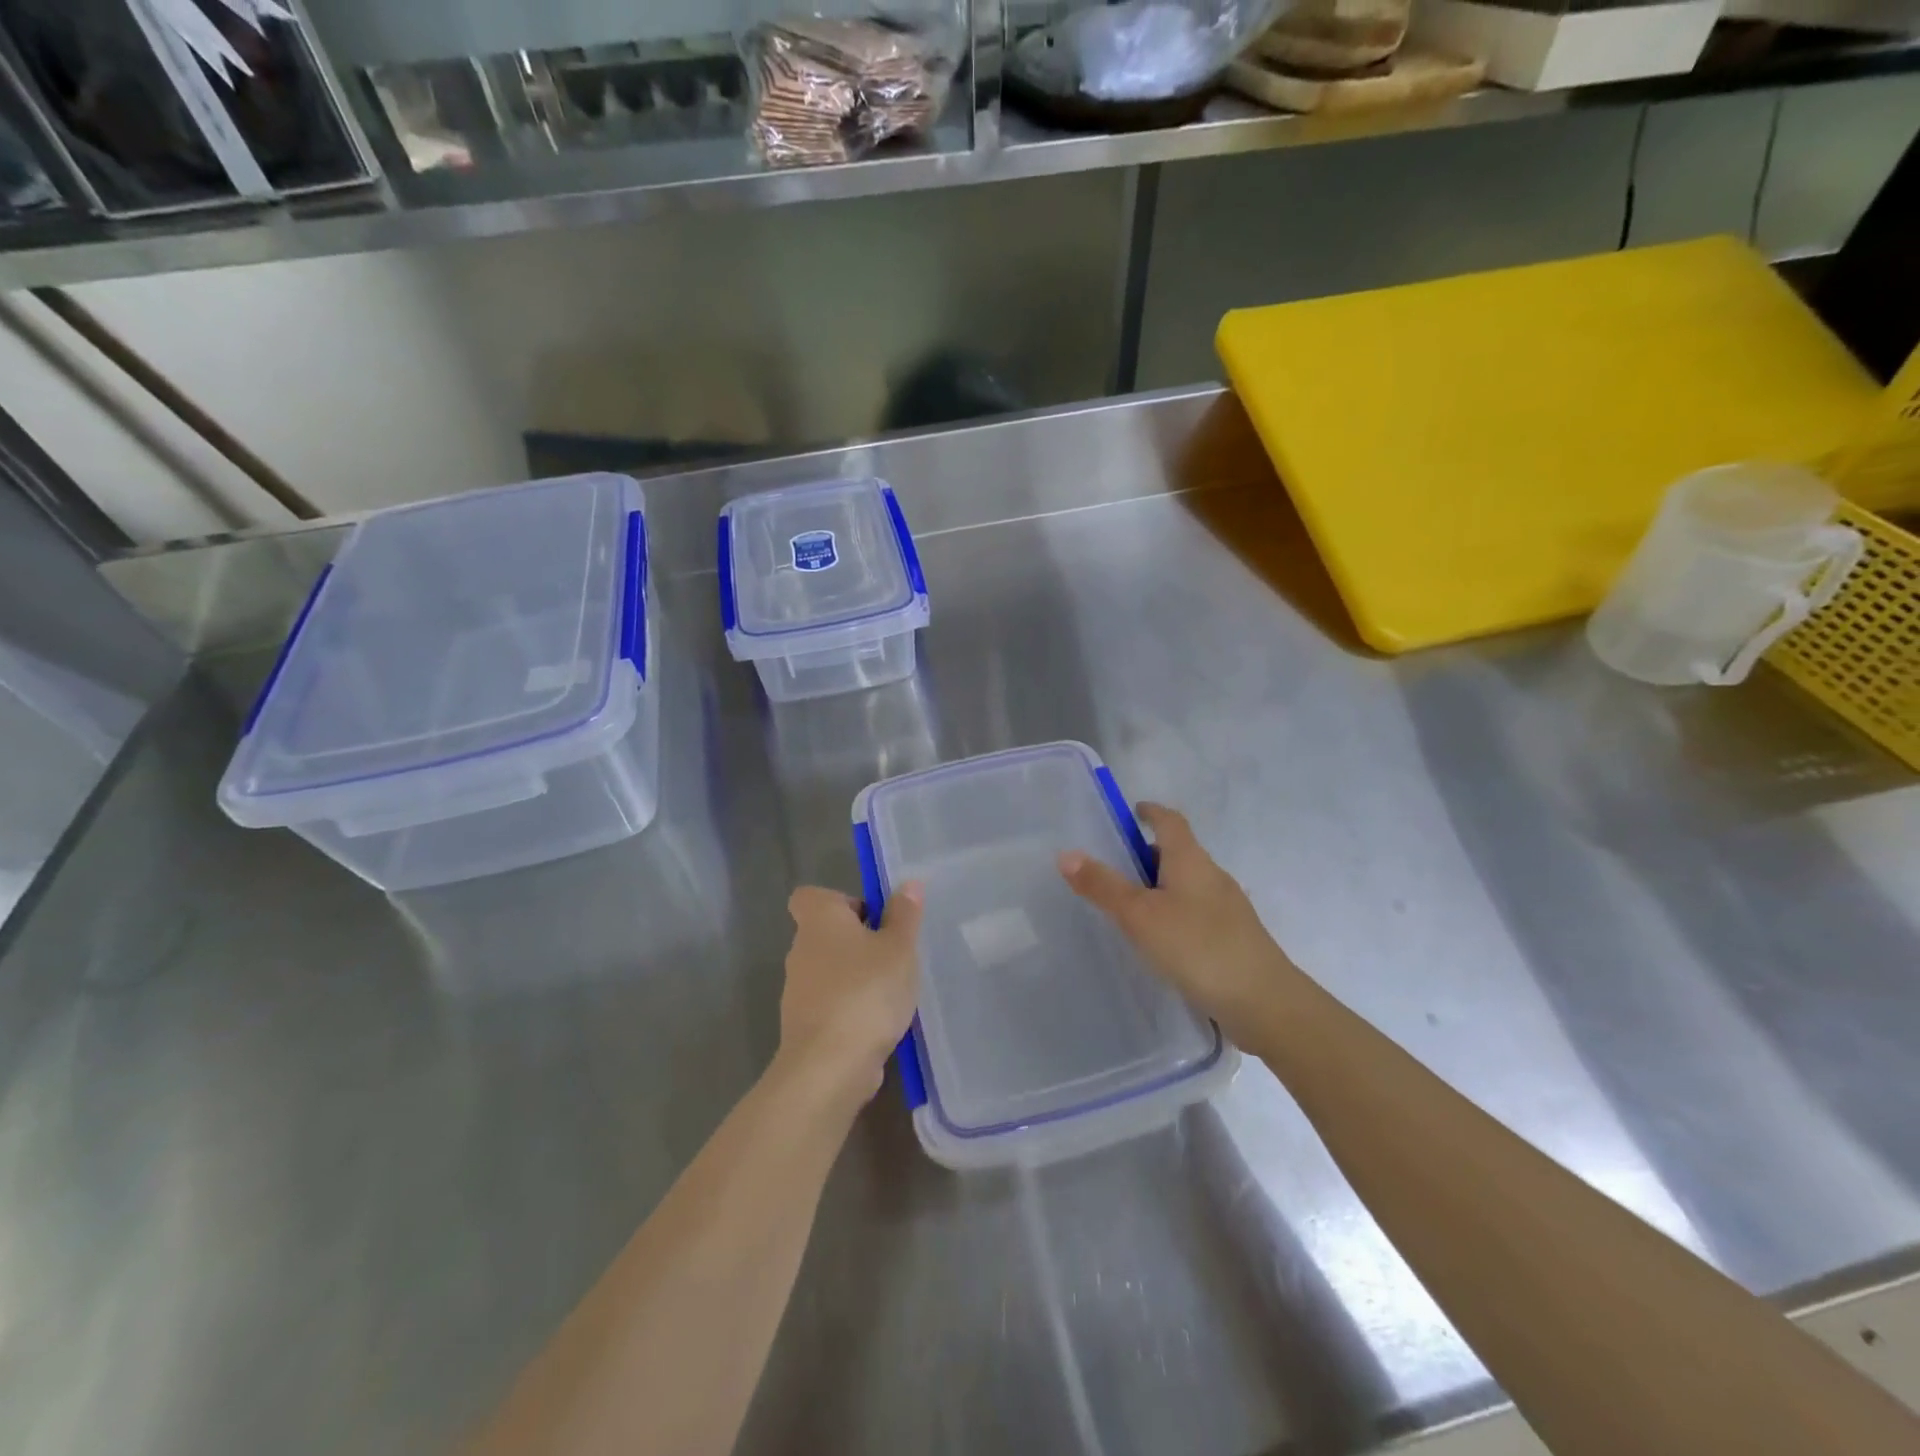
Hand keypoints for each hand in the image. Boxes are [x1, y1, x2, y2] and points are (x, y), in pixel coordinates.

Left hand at [777, 883, 923, 1105]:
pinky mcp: (804, 1026)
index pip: (810, 896)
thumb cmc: (866, 992)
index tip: (871, 917)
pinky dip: (851, 1008)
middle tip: (893, 955)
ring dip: (856, 976)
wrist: (829, 1066)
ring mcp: (798, 991)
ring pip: (829, 971)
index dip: (840, 901)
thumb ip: (904, 915)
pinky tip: (879, 1023)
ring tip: (892, 991)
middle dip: (857, 941)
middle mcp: (801, 950)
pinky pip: (830, 1004)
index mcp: (819, 921)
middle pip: (825, 934)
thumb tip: (908, 884)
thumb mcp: (899, 948)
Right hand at [1059, 803, 1295, 1043]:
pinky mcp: (1233, 938)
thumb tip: (1066, 853)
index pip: (1170, 821)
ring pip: (1188, 885)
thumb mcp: (1139, 915)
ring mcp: (1228, 909)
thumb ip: (1103, 885)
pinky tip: (1161, 941)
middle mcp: (1212, 876)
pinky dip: (1174, 914)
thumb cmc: (1197, 947)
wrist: (1264, 1003)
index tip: (1131, 812)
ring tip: (1130, 908)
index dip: (1150, 812)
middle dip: (1148, 854)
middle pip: (1179, 853)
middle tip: (1114, 867)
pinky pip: (1196, 913)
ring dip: (1160, 887)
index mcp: (1191, 860)